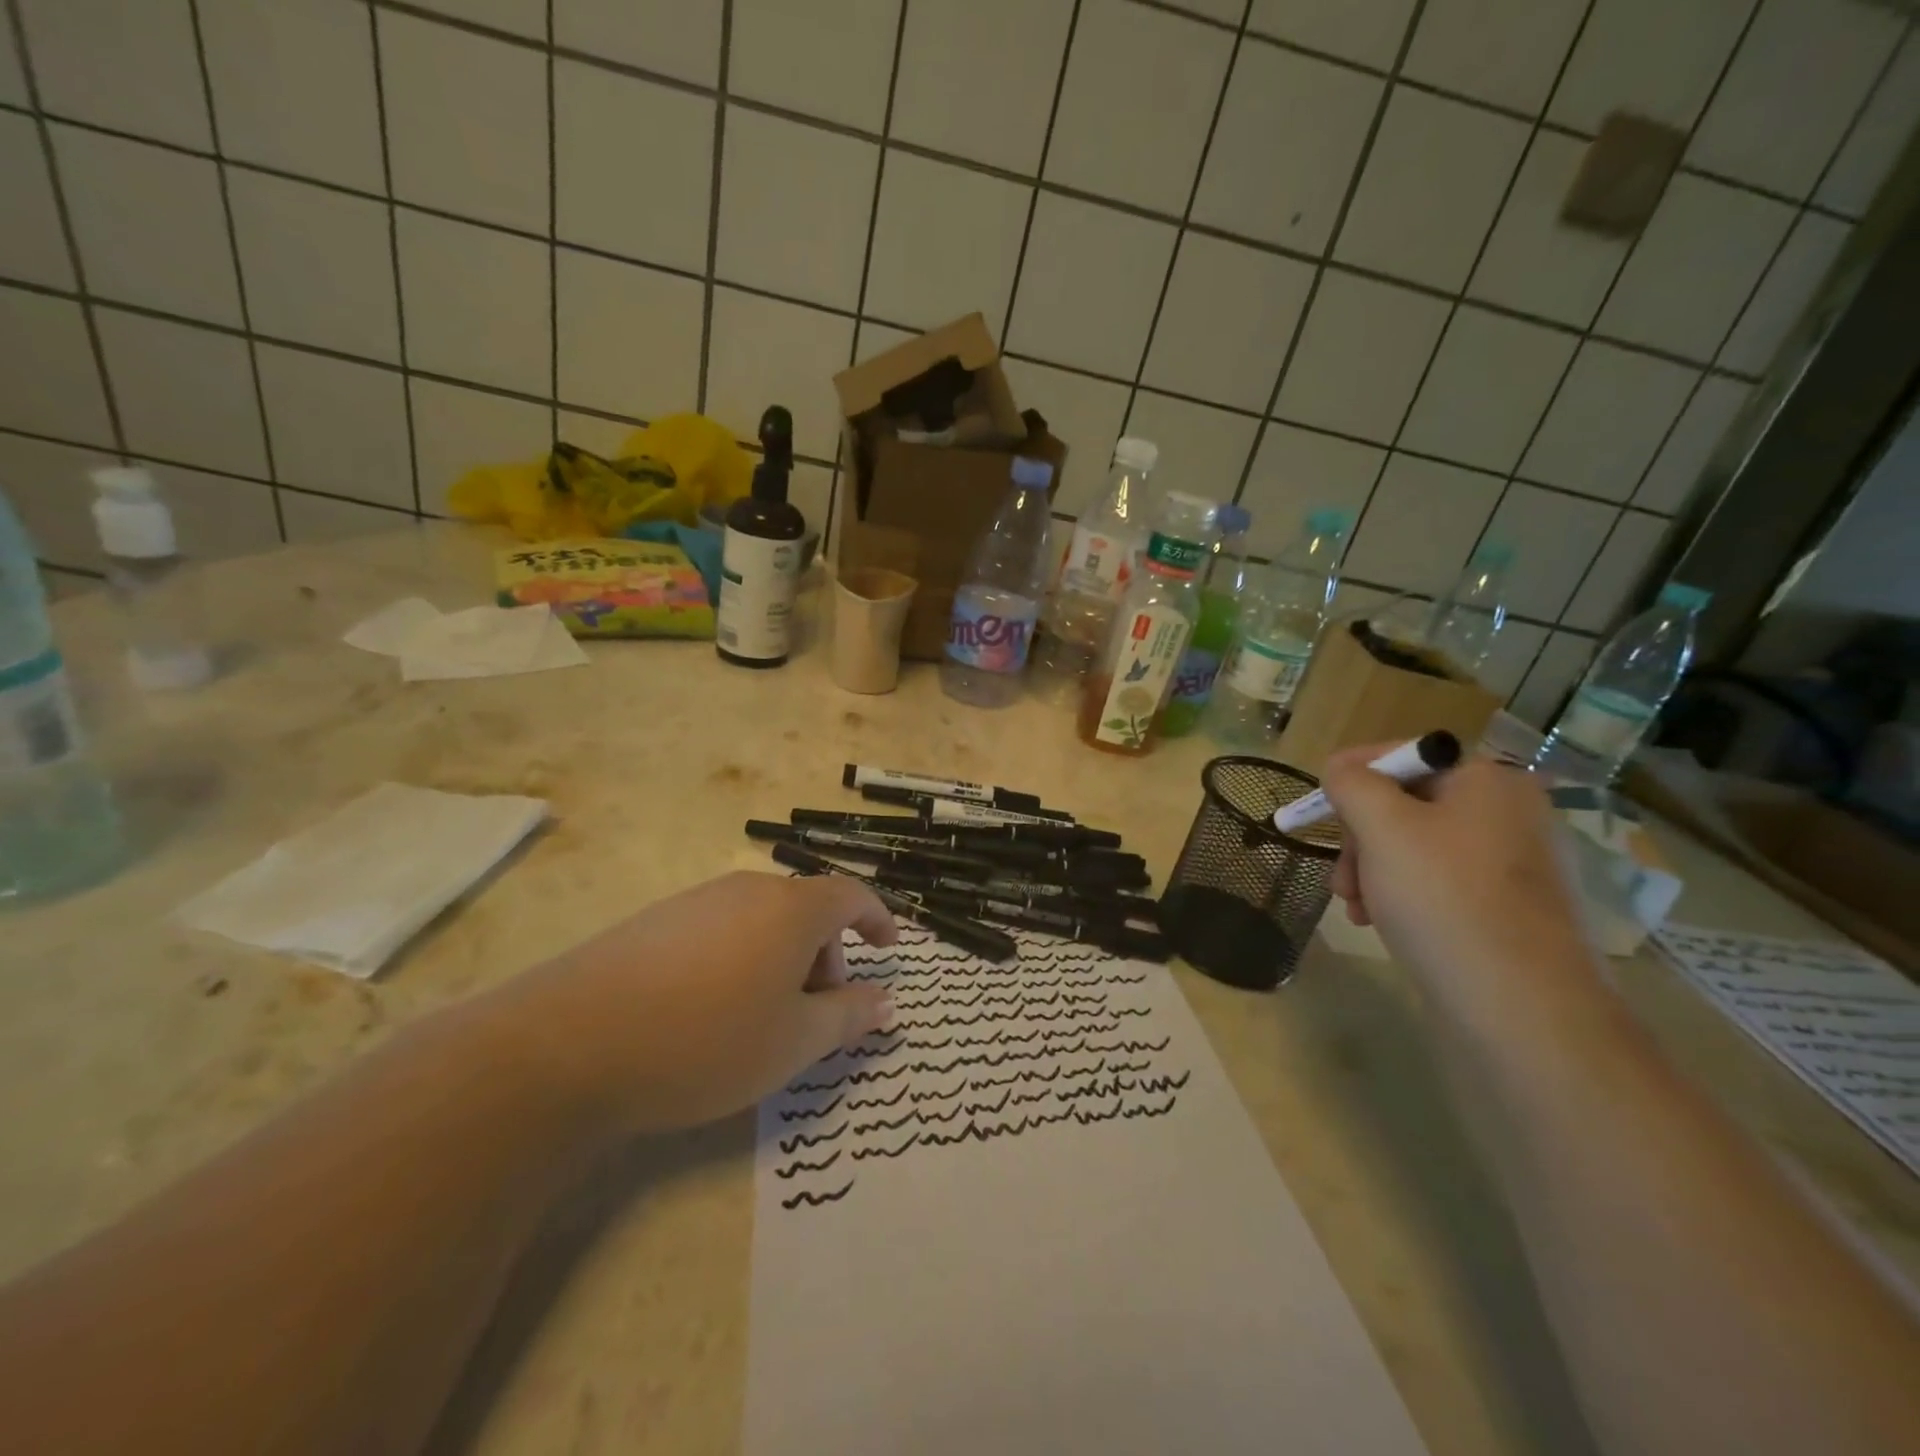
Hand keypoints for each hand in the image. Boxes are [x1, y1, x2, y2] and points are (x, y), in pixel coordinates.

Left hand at [479, 871, 897, 1133]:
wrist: (567, 1044)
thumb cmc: (706, 1041)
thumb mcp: (793, 1042)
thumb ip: (849, 1017)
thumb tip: (887, 1002)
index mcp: (791, 908)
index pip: (852, 895)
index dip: (878, 918)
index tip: (888, 948)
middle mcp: (748, 890)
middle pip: (807, 910)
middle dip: (826, 956)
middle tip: (814, 1014)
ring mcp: (697, 901)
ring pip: (762, 922)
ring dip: (782, 960)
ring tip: (761, 1019)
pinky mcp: (656, 920)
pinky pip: (721, 930)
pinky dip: (740, 960)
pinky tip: (708, 1010)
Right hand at [1319, 745, 1592, 1011]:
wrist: (1522, 1008)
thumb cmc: (1444, 900)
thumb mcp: (1382, 827)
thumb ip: (1352, 783)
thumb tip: (1342, 769)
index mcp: (1490, 780)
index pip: (1404, 755)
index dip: (1353, 776)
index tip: (1318, 810)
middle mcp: (1510, 812)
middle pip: (1406, 804)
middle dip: (1362, 837)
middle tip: (1342, 876)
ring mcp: (1515, 864)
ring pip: (1416, 847)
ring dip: (1374, 869)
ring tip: (1356, 907)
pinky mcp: (1511, 909)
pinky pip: (1440, 882)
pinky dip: (1403, 894)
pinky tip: (1383, 922)